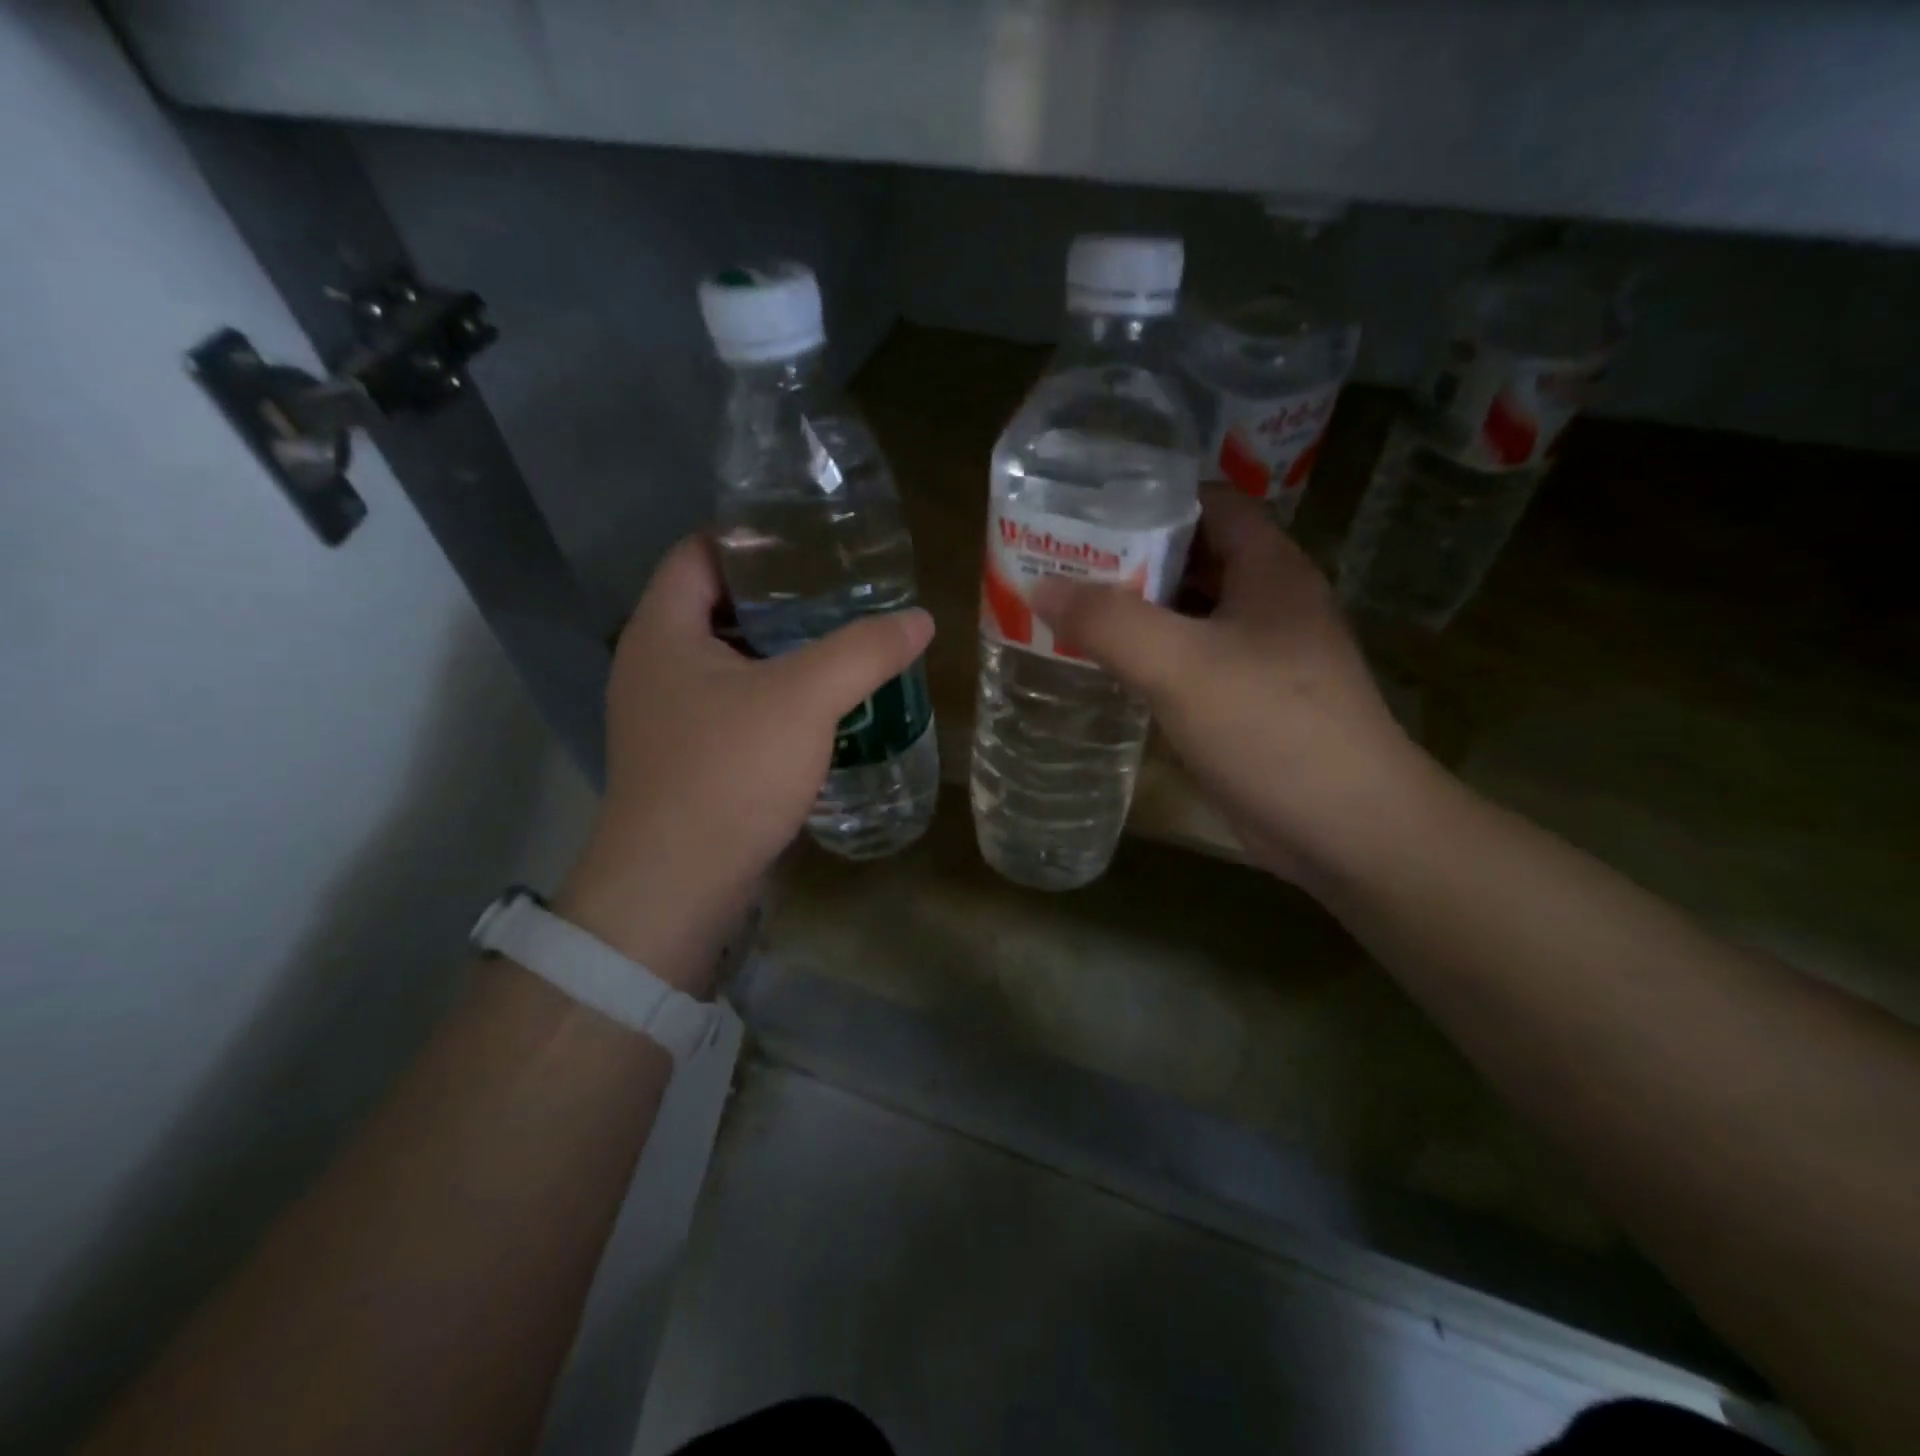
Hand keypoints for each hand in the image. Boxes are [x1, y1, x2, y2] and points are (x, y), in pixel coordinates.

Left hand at [557, 535, 933, 993]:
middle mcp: (653, 664)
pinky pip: (732, 705)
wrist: (677, 886)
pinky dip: (772, 694)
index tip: (811, 538)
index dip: (751, 536)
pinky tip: (819, 705)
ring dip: (778, 650)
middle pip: (715, 605)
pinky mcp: (685, 757)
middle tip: (841, 590)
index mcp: (663, 631)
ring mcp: (665, 716)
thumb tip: (919, 619)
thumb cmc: (729, 773)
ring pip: (727, 660)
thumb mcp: (805, 699)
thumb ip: (863, 651)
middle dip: (778, 595)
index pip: (699, 552)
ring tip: (839, 641)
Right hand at [1033, 488, 1428, 885]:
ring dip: (1136, 613)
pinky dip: (1149, 659)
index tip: (1087, 512)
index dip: (1150, 499)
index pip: (1209, 504)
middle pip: (1192, 559)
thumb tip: (1041, 585)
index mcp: (1269, 569)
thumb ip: (1108, 621)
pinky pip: (1190, 662)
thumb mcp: (1180, 664)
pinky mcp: (1247, 703)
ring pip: (1188, 615)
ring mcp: (1261, 656)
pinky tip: (1106, 669)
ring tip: (1068, 612)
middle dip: (1129, 559)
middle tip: (1060, 564)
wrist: (1345, 827)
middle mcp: (1268, 603)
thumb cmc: (1270, 727)